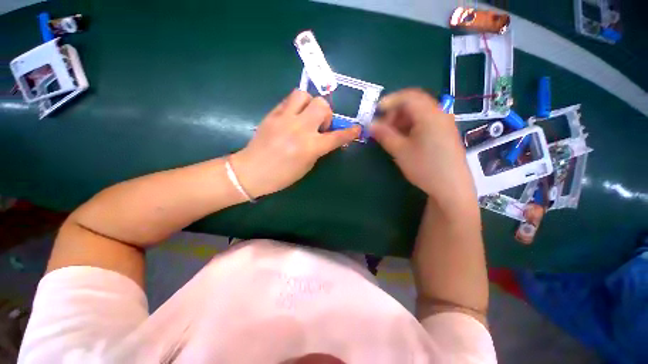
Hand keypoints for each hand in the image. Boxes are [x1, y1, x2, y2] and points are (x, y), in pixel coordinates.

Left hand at [230, 89, 360, 197]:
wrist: (251, 171)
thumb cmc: (282, 175)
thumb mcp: (307, 165)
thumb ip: (318, 149)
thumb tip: (326, 137)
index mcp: (310, 147)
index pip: (336, 137)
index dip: (350, 132)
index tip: (357, 129)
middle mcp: (299, 129)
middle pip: (322, 105)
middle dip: (326, 114)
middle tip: (320, 125)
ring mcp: (284, 119)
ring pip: (304, 95)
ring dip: (310, 104)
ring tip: (305, 116)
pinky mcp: (272, 114)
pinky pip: (288, 100)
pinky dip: (296, 105)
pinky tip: (293, 117)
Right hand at [370, 89, 476, 208]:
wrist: (451, 187)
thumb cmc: (424, 167)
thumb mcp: (400, 151)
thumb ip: (384, 135)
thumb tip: (370, 125)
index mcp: (429, 115)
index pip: (408, 97)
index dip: (390, 101)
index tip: (376, 112)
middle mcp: (439, 114)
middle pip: (414, 104)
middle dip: (395, 112)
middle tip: (382, 127)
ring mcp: (444, 124)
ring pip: (419, 113)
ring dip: (402, 120)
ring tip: (391, 135)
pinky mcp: (444, 134)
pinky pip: (425, 122)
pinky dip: (411, 126)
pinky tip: (404, 139)